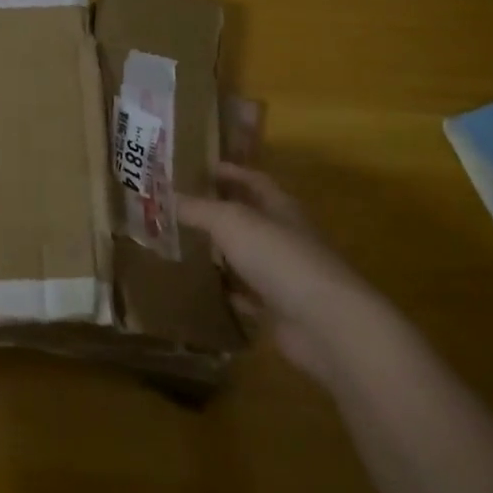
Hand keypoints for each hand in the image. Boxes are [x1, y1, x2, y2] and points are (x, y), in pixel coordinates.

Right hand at [177, 163, 379, 380]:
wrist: (325, 324)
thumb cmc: (279, 258)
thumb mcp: (230, 221)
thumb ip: (198, 208)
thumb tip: (167, 196)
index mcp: (280, 207)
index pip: (253, 179)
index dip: (228, 171)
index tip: (196, 168)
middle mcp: (283, 236)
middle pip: (248, 217)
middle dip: (217, 210)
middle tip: (178, 206)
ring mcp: (283, 274)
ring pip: (244, 255)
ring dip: (219, 251)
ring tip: (181, 243)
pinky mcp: (278, 308)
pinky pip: (245, 293)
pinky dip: (225, 289)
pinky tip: (200, 286)